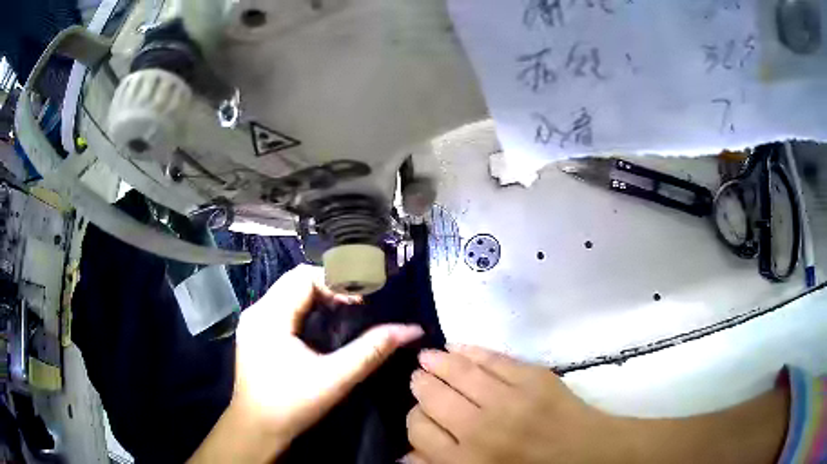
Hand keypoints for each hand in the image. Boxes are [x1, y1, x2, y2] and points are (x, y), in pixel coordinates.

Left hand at [190, 265, 422, 462]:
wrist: (257, 429)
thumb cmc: (292, 405)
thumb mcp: (335, 378)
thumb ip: (372, 350)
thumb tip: (411, 329)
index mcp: (269, 316)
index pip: (304, 276)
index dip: (337, 281)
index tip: (363, 300)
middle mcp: (257, 311)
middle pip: (296, 280)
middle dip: (330, 285)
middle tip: (359, 303)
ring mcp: (254, 322)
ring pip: (289, 292)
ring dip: (319, 295)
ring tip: (346, 310)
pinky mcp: (256, 333)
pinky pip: (284, 306)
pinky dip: (307, 307)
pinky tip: (323, 324)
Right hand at [405, 345, 628, 463]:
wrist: (588, 454)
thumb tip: (405, 454)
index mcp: (466, 461)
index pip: (419, 429)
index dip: (414, 418)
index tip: (420, 413)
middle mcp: (481, 429)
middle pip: (433, 397)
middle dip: (420, 384)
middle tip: (418, 378)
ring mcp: (509, 400)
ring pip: (458, 372)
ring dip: (437, 361)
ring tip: (428, 357)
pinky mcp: (533, 378)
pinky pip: (492, 358)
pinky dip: (470, 350)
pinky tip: (457, 348)